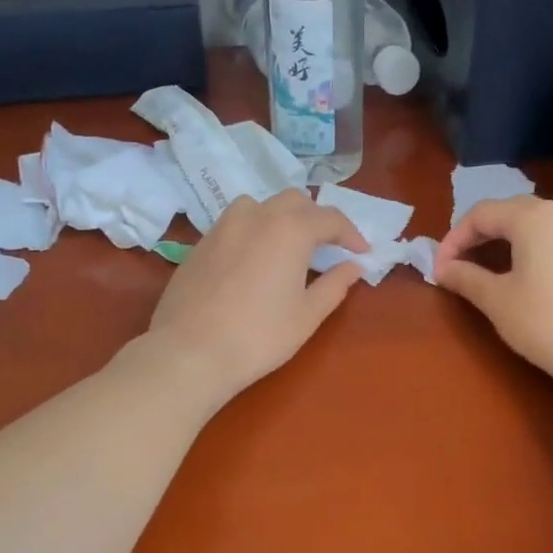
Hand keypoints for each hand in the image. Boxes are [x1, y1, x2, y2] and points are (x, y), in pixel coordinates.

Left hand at [145, 191, 367, 403]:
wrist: (190, 351)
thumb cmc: (258, 336)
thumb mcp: (306, 315)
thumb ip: (334, 285)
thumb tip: (353, 266)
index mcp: (290, 229)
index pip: (330, 218)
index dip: (351, 234)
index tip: (362, 252)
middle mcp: (257, 216)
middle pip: (295, 201)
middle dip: (317, 219)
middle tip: (328, 247)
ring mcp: (223, 226)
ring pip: (261, 204)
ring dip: (282, 216)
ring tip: (289, 245)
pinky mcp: (201, 242)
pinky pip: (235, 222)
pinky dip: (254, 229)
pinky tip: (255, 258)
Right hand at [433, 196, 552, 392]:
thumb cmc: (547, 323)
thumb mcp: (498, 301)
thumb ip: (466, 278)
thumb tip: (444, 268)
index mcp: (534, 217)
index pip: (482, 214)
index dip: (454, 239)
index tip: (439, 269)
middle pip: (513, 213)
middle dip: (482, 236)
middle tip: (461, 265)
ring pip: (542, 227)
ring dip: (512, 243)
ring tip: (495, 271)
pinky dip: (540, 254)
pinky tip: (537, 283)